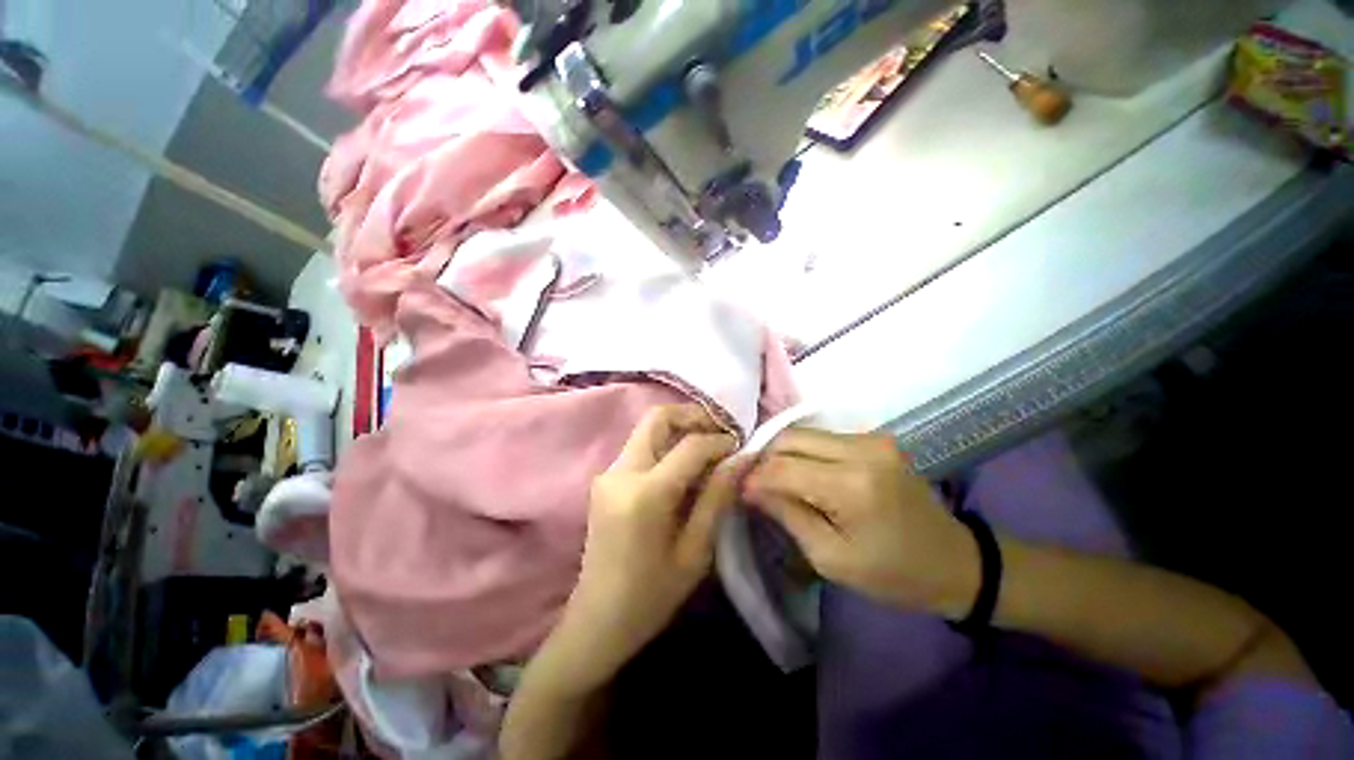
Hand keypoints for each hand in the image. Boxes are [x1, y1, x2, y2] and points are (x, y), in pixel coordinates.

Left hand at [554, 405, 743, 689]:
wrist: (598, 619)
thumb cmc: (652, 595)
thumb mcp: (695, 551)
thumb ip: (718, 497)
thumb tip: (743, 457)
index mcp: (645, 494)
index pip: (690, 445)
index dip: (720, 440)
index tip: (741, 445)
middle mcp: (621, 472)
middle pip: (657, 418)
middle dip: (693, 415)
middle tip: (721, 430)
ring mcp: (608, 472)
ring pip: (648, 429)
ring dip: (680, 428)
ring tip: (709, 446)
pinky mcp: (606, 478)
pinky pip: (641, 447)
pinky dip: (667, 445)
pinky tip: (685, 465)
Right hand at [743, 430, 979, 619]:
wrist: (956, 562)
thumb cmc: (893, 574)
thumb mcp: (831, 558)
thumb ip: (787, 515)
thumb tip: (749, 486)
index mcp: (852, 485)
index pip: (783, 467)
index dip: (754, 476)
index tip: (737, 489)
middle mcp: (862, 449)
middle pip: (790, 438)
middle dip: (765, 458)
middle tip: (754, 484)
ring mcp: (872, 438)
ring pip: (803, 433)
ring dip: (782, 454)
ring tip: (774, 479)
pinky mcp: (876, 438)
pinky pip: (823, 437)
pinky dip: (803, 452)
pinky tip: (801, 473)